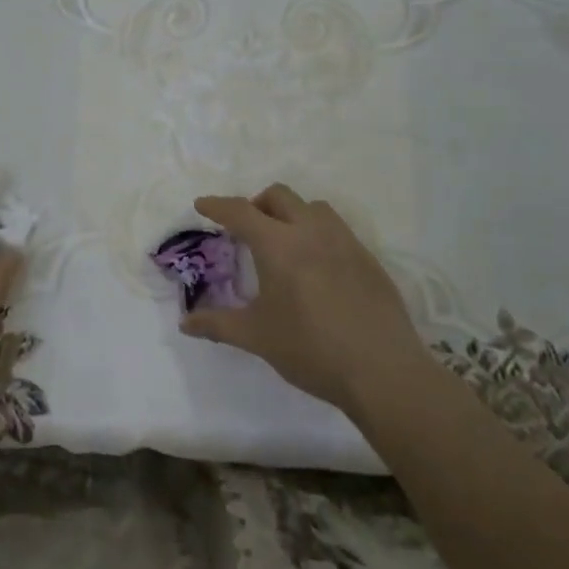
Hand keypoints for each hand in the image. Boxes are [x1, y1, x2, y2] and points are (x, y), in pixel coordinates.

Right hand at [181, 184, 426, 411]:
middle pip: (279, 196)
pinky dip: (317, 233)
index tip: (202, 204)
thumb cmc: (311, 349)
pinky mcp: (368, 260)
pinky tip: (317, 266)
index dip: (218, 205)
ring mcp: (345, 243)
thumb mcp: (257, 337)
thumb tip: (185, 323)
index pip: (241, 211)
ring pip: (313, 207)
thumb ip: (217, 324)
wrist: (383, 371)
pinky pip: (337, 229)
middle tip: (245, 228)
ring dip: (291, 213)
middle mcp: (311, 232)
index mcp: (278, 245)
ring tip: (283, 241)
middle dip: (256, 203)